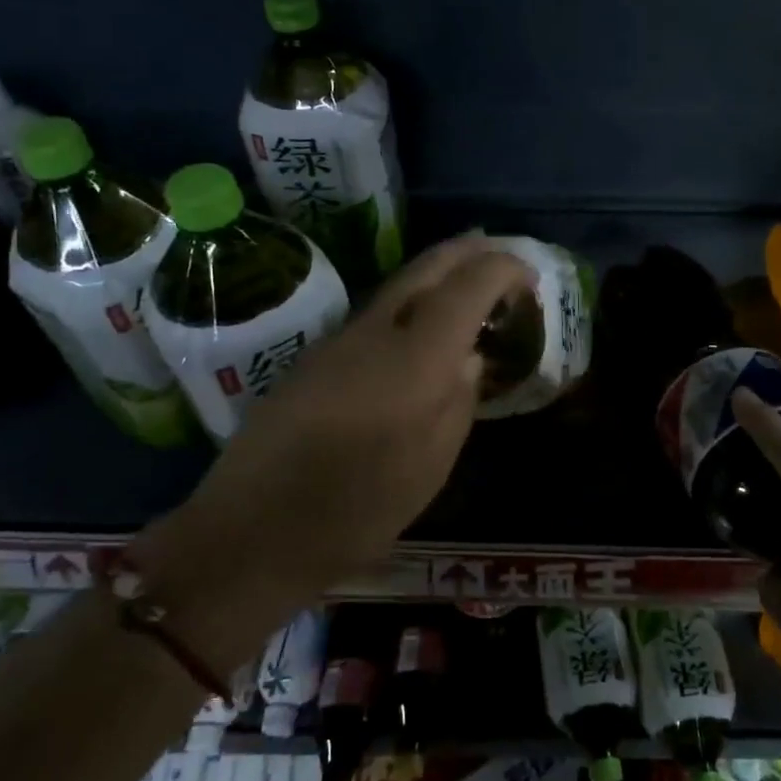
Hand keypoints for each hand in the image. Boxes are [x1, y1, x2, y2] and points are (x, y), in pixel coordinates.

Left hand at [142, 236, 532, 630]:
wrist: (251, 530)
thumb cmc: (356, 510)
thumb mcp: (430, 466)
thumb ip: (458, 402)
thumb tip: (469, 358)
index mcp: (415, 358)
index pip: (468, 285)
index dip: (504, 269)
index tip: (529, 277)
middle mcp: (376, 332)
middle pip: (427, 267)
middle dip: (468, 251)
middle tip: (499, 250)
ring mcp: (339, 340)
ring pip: (398, 285)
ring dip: (437, 272)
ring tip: (468, 278)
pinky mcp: (316, 356)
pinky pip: (376, 312)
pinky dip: (410, 302)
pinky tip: (420, 325)